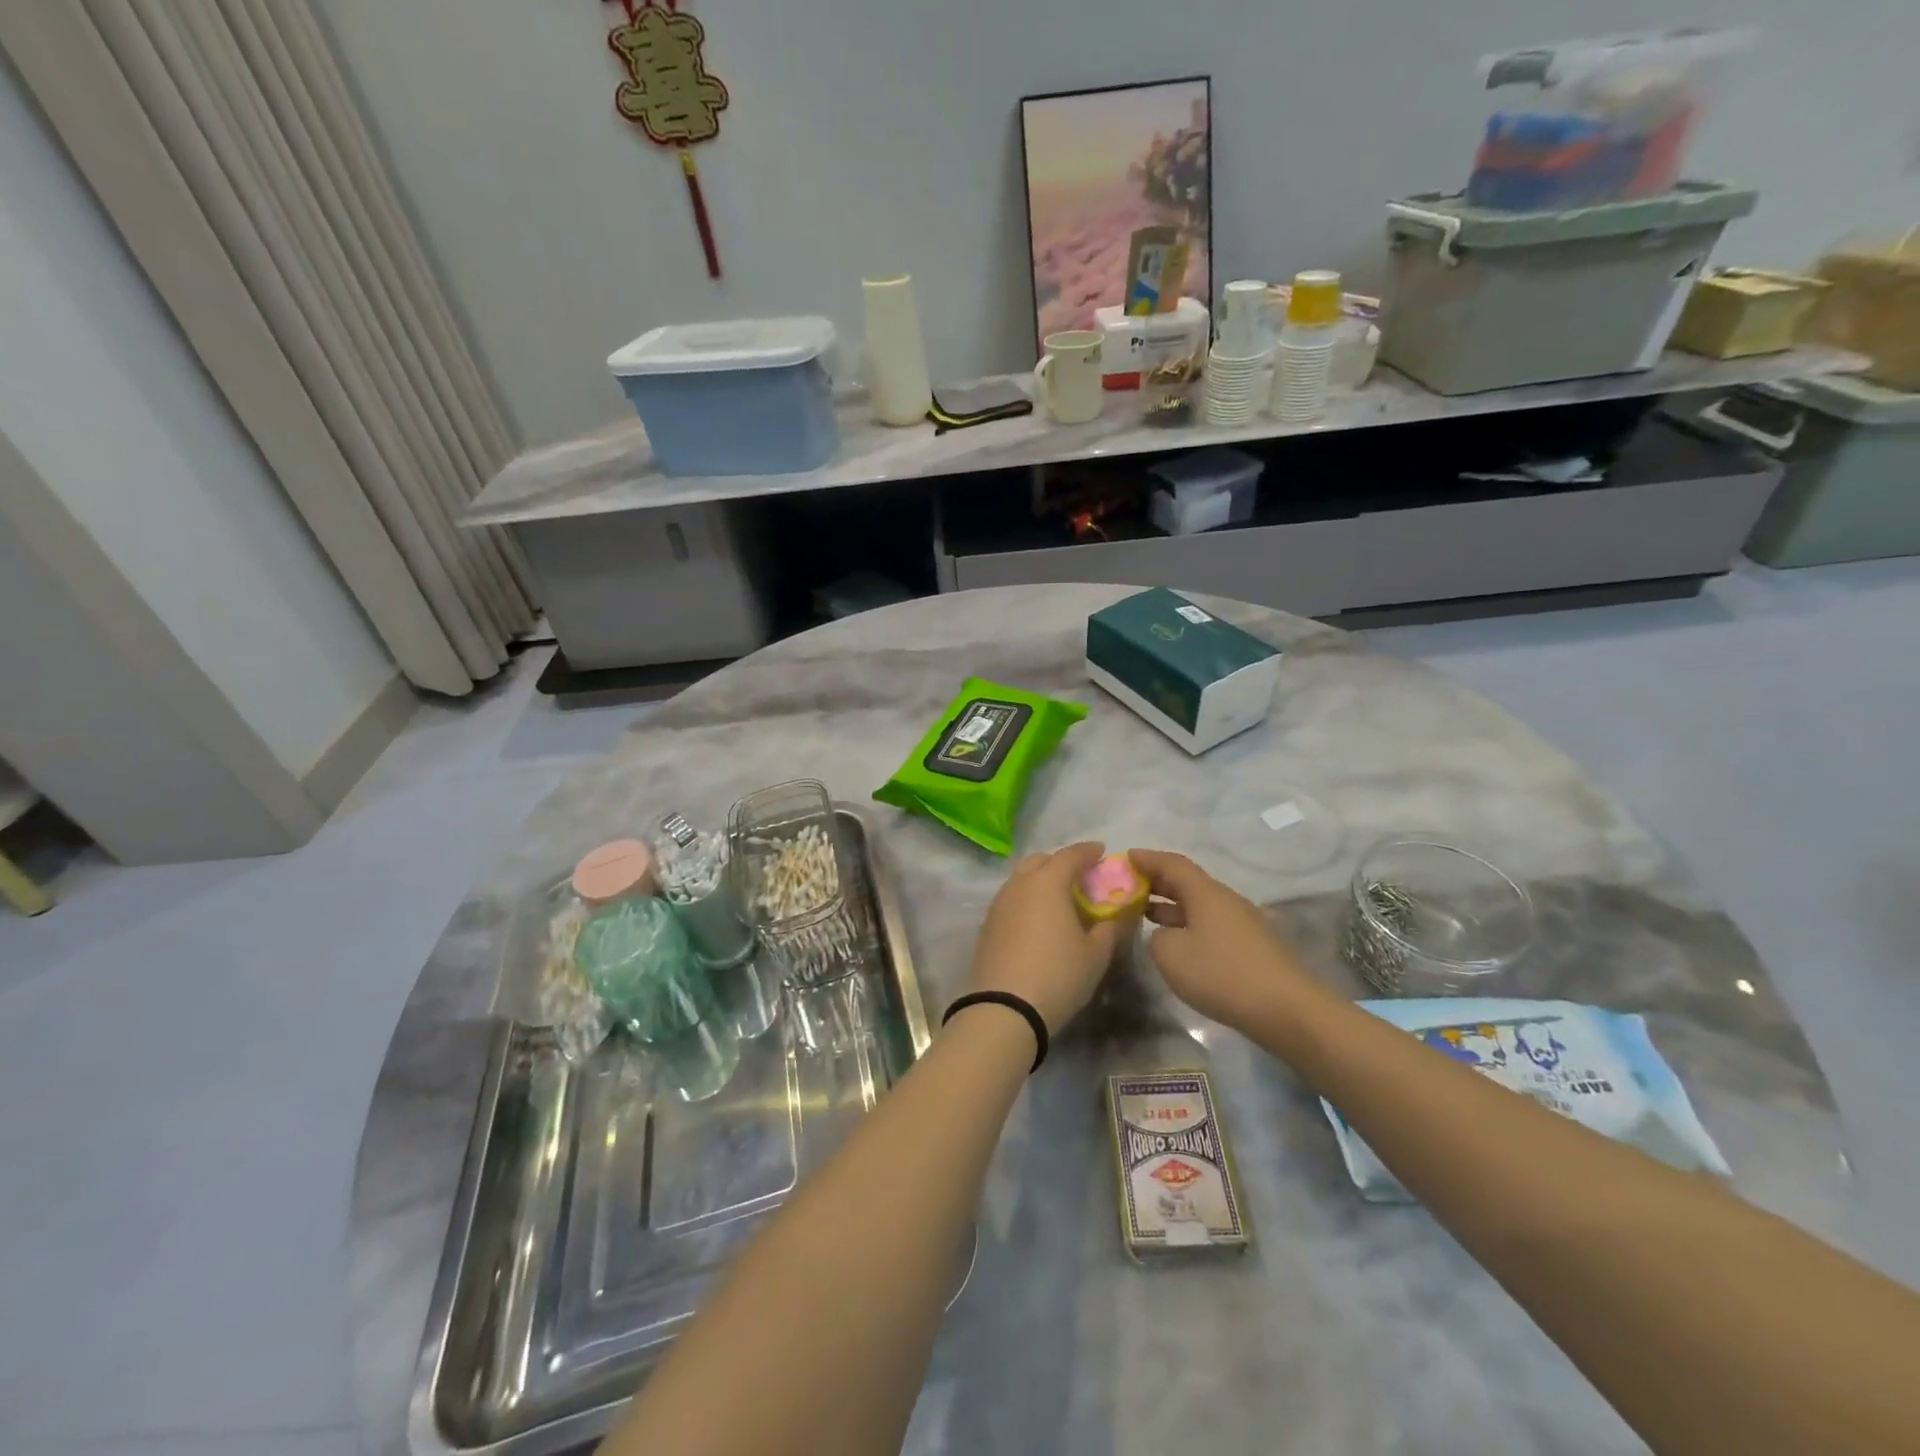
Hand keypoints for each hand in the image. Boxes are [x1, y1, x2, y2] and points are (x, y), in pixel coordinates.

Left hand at [965, 842, 1118, 1032]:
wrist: (1004, 1008)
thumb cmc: (1057, 975)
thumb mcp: (1095, 955)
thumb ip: (1107, 930)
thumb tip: (1111, 918)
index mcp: (1048, 882)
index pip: (1070, 855)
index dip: (1088, 851)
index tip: (1101, 852)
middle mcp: (1020, 884)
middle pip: (1040, 860)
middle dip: (1060, 862)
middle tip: (1079, 876)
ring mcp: (999, 903)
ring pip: (1021, 879)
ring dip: (1041, 880)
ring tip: (1059, 899)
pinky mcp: (987, 924)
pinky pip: (1011, 899)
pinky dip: (1027, 899)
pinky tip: (1038, 920)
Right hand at [1128, 849, 1317, 1031]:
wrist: (1286, 1009)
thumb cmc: (1222, 974)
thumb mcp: (1170, 954)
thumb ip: (1156, 937)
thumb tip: (1165, 934)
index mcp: (1205, 893)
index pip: (1172, 864)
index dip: (1147, 859)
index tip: (1126, 857)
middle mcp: (1226, 900)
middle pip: (1188, 882)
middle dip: (1158, 882)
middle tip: (1130, 886)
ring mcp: (1243, 923)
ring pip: (1201, 905)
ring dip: (1173, 906)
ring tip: (1146, 914)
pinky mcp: (1253, 946)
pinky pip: (1212, 924)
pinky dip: (1189, 925)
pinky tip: (1179, 943)